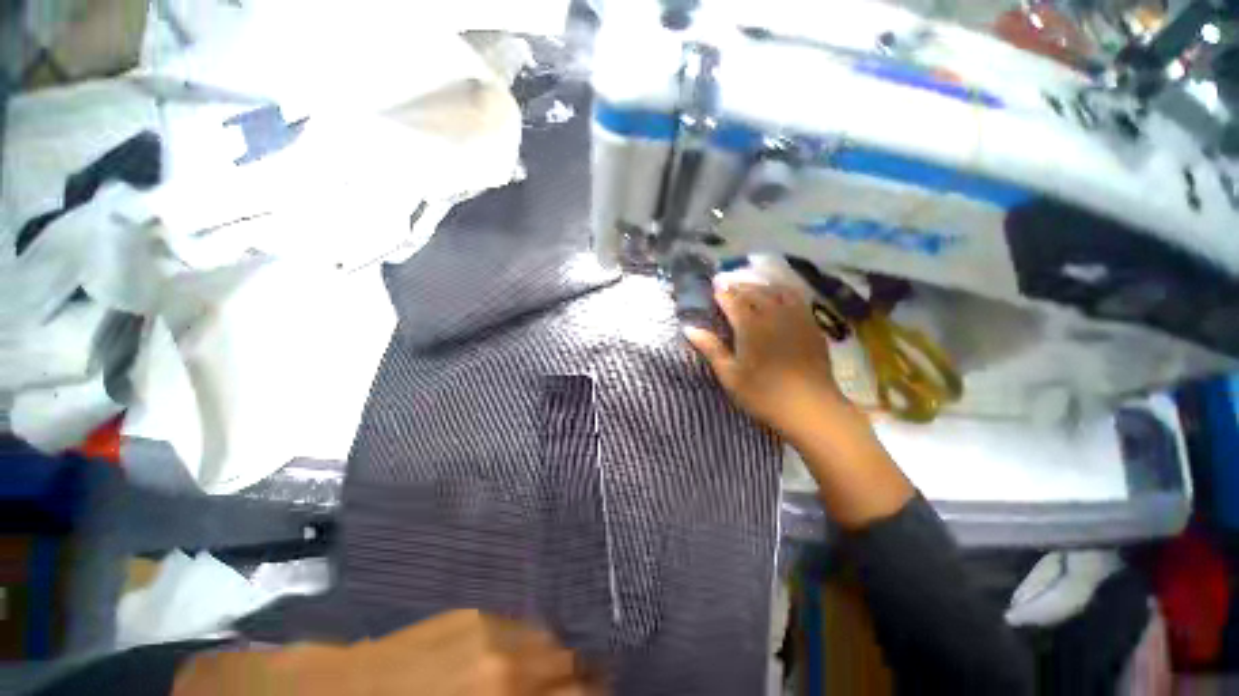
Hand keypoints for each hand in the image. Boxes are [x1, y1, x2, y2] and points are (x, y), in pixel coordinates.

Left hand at [174, 610, 599, 695]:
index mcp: (500, 692)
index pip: (574, 692)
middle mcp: (504, 658)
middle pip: (568, 663)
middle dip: (579, 681)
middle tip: (580, 692)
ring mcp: (487, 627)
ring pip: (547, 640)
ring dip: (556, 663)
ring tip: (551, 680)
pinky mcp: (469, 613)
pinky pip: (519, 628)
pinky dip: (529, 647)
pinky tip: (516, 662)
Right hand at [685, 280, 846, 441]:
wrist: (810, 407)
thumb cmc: (763, 394)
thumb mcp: (729, 374)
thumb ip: (710, 348)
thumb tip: (689, 328)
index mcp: (750, 326)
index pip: (733, 301)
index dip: (723, 293)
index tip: (714, 287)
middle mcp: (773, 315)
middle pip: (754, 291)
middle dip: (739, 285)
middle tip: (728, 282)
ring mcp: (795, 318)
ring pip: (776, 291)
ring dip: (761, 285)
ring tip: (751, 284)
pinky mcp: (811, 325)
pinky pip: (797, 298)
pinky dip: (784, 291)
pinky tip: (780, 294)